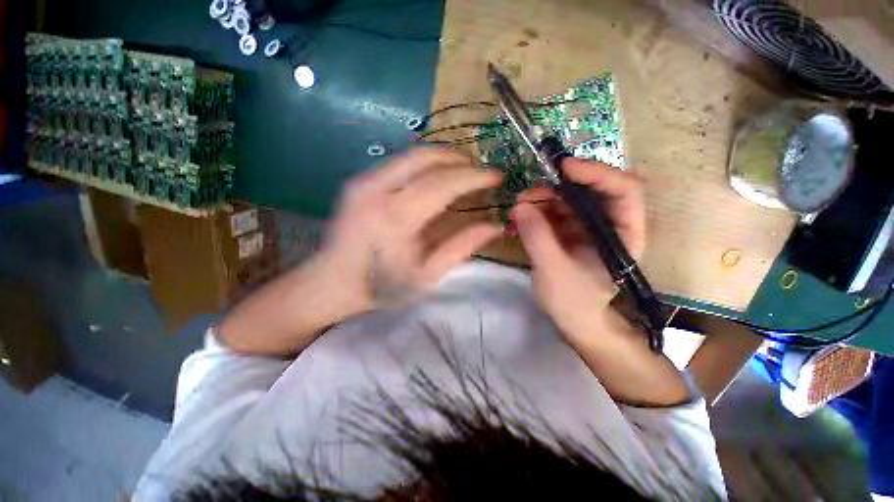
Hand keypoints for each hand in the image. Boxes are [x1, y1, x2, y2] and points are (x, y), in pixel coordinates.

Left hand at [312, 147, 502, 314]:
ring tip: (462, 172)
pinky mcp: (358, 181)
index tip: (496, 175)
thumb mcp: (427, 274)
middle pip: (426, 157)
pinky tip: (435, 177)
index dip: (473, 177)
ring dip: (442, 159)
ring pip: (412, 155)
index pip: (443, 183)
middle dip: (459, 160)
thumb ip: (461, 247)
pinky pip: (399, 162)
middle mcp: (377, 190)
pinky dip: (423, 165)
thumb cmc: (382, 286)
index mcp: (396, 218)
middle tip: (479, 170)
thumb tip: (495, 226)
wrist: (332, 283)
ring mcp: (363, 181)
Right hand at [510, 158, 645, 342]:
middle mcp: (609, 224)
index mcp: (624, 233)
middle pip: (593, 190)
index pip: (624, 190)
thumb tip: (519, 206)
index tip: (564, 168)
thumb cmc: (573, 301)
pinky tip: (522, 215)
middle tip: (529, 193)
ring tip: (520, 206)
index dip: (597, 173)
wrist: (573, 320)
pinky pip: (555, 211)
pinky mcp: (570, 231)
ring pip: (569, 198)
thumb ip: (537, 237)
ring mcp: (588, 226)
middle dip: (560, 187)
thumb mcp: (554, 270)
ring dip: (544, 197)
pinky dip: (538, 209)